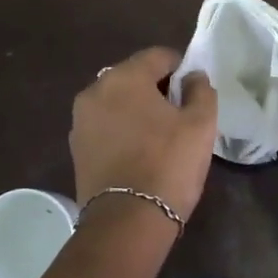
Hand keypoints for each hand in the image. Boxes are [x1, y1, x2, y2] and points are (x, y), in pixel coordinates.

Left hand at [71, 47, 218, 221]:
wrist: (126, 222)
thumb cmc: (168, 165)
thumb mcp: (201, 124)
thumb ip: (201, 90)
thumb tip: (192, 77)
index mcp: (124, 77)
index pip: (158, 56)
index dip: (181, 68)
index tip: (194, 90)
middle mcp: (95, 90)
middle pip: (133, 76)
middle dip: (156, 88)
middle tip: (180, 114)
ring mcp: (81, 121)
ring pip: (117, 102)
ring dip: (137, 110)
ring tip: (159, 135)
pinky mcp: (76, 148)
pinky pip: (105, 126)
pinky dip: (122, 130)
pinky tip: (139, 152)